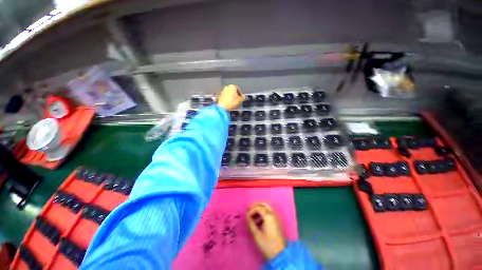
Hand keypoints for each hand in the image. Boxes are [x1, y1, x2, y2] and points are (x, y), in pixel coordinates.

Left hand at [217, 84, 243, 110]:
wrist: (222, 106)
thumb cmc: (231, 103)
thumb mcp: (240, 100)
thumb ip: (243, 97)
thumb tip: (244, 97)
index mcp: (233, 86)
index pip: (239, 89)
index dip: (241, 95)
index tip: (241, 98)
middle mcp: (227, 87)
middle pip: (234, 91)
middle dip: (236, 95)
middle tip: (237, 101)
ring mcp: (223, 90)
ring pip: (230, 93)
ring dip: (232, 97)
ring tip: (234, 103)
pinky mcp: (221, 95)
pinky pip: (226, 96)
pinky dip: (228, 98)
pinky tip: (230, 103)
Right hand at [246, 202, 285, 259]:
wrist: (280, 254)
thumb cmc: (267, 245)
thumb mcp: (256, 235)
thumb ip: (251, 223)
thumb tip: (247, 216)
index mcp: (268, 216)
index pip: (258, 207)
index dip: (251, 210)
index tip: (246, 217)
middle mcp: (273, 214)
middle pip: (263, 204)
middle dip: (255, 205)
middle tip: (249, 210)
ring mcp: (276, 217)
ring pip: (267, 207)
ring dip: (259, 209)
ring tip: (253, 217)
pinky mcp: (276, 221)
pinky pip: (269, 212)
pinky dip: (263, 213)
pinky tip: (258, 221)